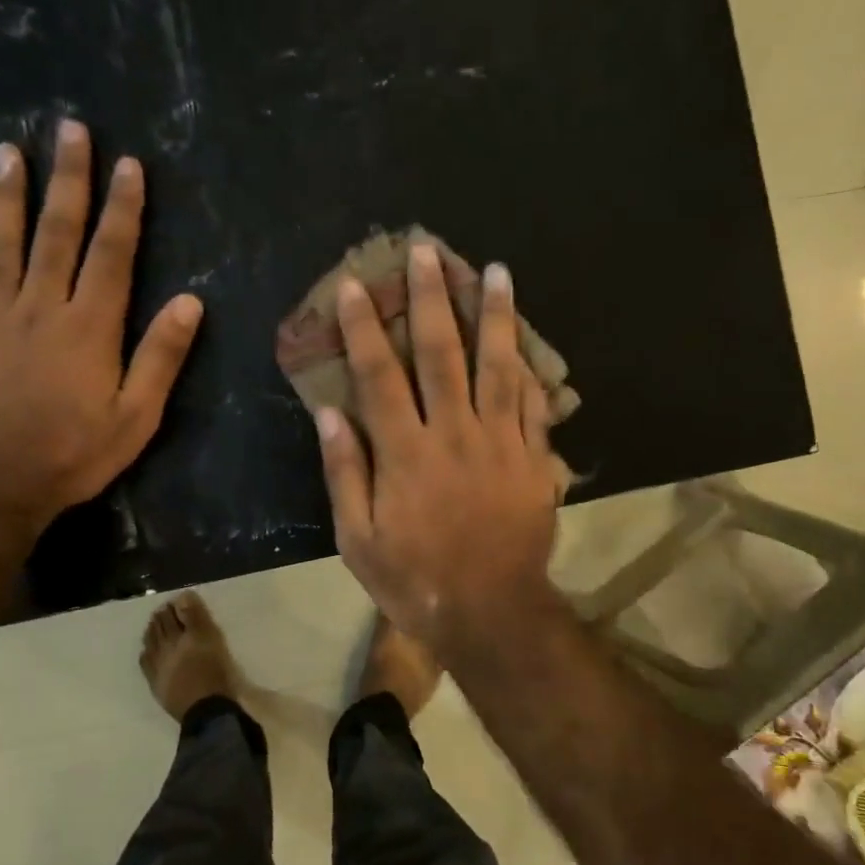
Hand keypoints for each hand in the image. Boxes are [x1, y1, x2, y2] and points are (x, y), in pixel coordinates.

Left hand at [0, 120, 202, 532]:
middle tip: (68, 129)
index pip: (112, 253)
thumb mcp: (137, 415)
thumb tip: (191, 301)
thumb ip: (161, 356)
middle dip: (67, 180)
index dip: (123, 207)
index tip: (128, 164)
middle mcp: (40, 308)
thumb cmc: (72, 453)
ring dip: (6, 196)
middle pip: (55, 233)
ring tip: (7, 152)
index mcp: (90, 326)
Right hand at [317, 241, 563, 658]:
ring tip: (495, 271)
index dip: (364, 328)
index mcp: (405, 453)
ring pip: (497, 366)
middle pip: (442, 354)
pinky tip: (524, 339)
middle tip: (428, 252)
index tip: (356, 286)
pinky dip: (527, 367)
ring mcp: (500, 443)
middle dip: (432, 298)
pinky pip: (531, 402)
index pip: (380, 375)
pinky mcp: (533, 458)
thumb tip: (330, 412)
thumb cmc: (415, 579)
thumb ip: (345, 472)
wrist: (491, 612)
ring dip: (495, 315)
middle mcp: (454, 434)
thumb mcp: (358, 539)